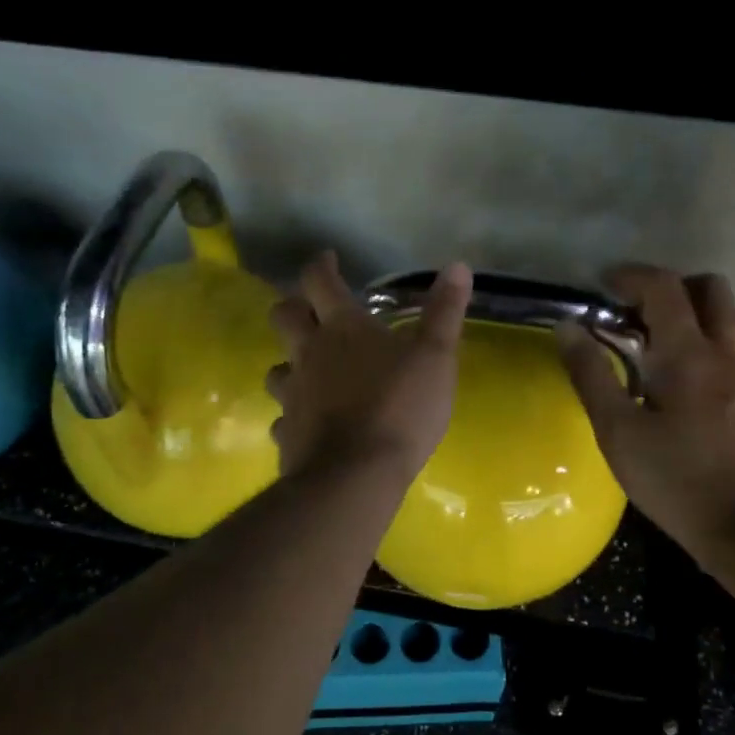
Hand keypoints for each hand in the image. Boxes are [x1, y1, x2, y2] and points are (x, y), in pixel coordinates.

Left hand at [266, 253, 472, 481]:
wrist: (356, 475)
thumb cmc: (400, 408)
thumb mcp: (435, 357)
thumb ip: (444, 312)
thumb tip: (458, 266)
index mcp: (342, 328)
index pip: (319, 281)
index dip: (320, 265)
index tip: (327, 259)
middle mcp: (308, 354)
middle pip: (283, 317)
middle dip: (294, 306)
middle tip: (312, 310)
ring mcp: (293, 395)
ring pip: (277, 369)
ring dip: (290, 363)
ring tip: (309, 370)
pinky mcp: (288, 434)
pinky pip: (283, 418)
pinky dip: (294, 415)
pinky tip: (310, 423)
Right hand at [556, 264, 734, 558]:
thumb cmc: (678, 482)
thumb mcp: (619, 433)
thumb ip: (591, 375)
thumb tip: (567, 327)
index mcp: (688, 354)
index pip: (663, 288)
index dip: (631, 276)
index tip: (602, 285)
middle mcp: (726, 352)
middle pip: (710, 288)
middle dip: (670, 286)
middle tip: (635, 311)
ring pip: (733, 314)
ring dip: (699, 309)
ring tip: (664, 336)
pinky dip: (716, 336)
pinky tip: (692, 371)